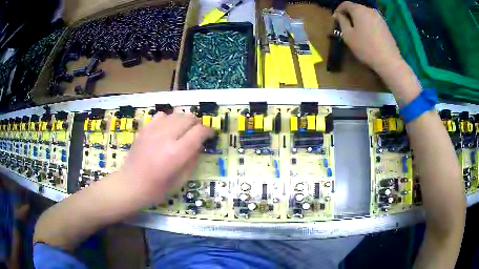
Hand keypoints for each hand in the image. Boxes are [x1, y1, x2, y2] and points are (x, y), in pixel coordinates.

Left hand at [119, 112, 213, 202]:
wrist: (131, 185)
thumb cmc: (157, 189)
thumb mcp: (181, 180)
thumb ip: (192, 160)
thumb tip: (199, 145)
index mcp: (177, 153)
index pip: (199, 131)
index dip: (208, 131)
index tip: (210, 135)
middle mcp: (166, 137)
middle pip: (189, 118)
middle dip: (197, 124)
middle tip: (197, 133)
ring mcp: (153, 131)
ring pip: (176, 114)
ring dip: (184, 120)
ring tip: (183, 130)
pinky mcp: (145, 129)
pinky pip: (161, 115)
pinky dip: (169, 119)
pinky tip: (167, 129)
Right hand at [334, 2, 404, 74]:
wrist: (389, 60)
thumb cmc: (366, 47)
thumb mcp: (348, 35)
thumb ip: (342, 22)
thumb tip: (339, 15)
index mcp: (359, 10)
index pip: (345, 4)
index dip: (338, 10)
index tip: (336, 19)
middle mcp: (369, 10)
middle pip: (356, 8)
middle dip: (349, 15)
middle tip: (346, 25)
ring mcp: (379, 18)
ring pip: (365, 15)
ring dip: (359, 20)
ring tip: (357, 31)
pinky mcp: (386, 26)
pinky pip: (372, 21)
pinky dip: (367, 24)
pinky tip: (367, 35)